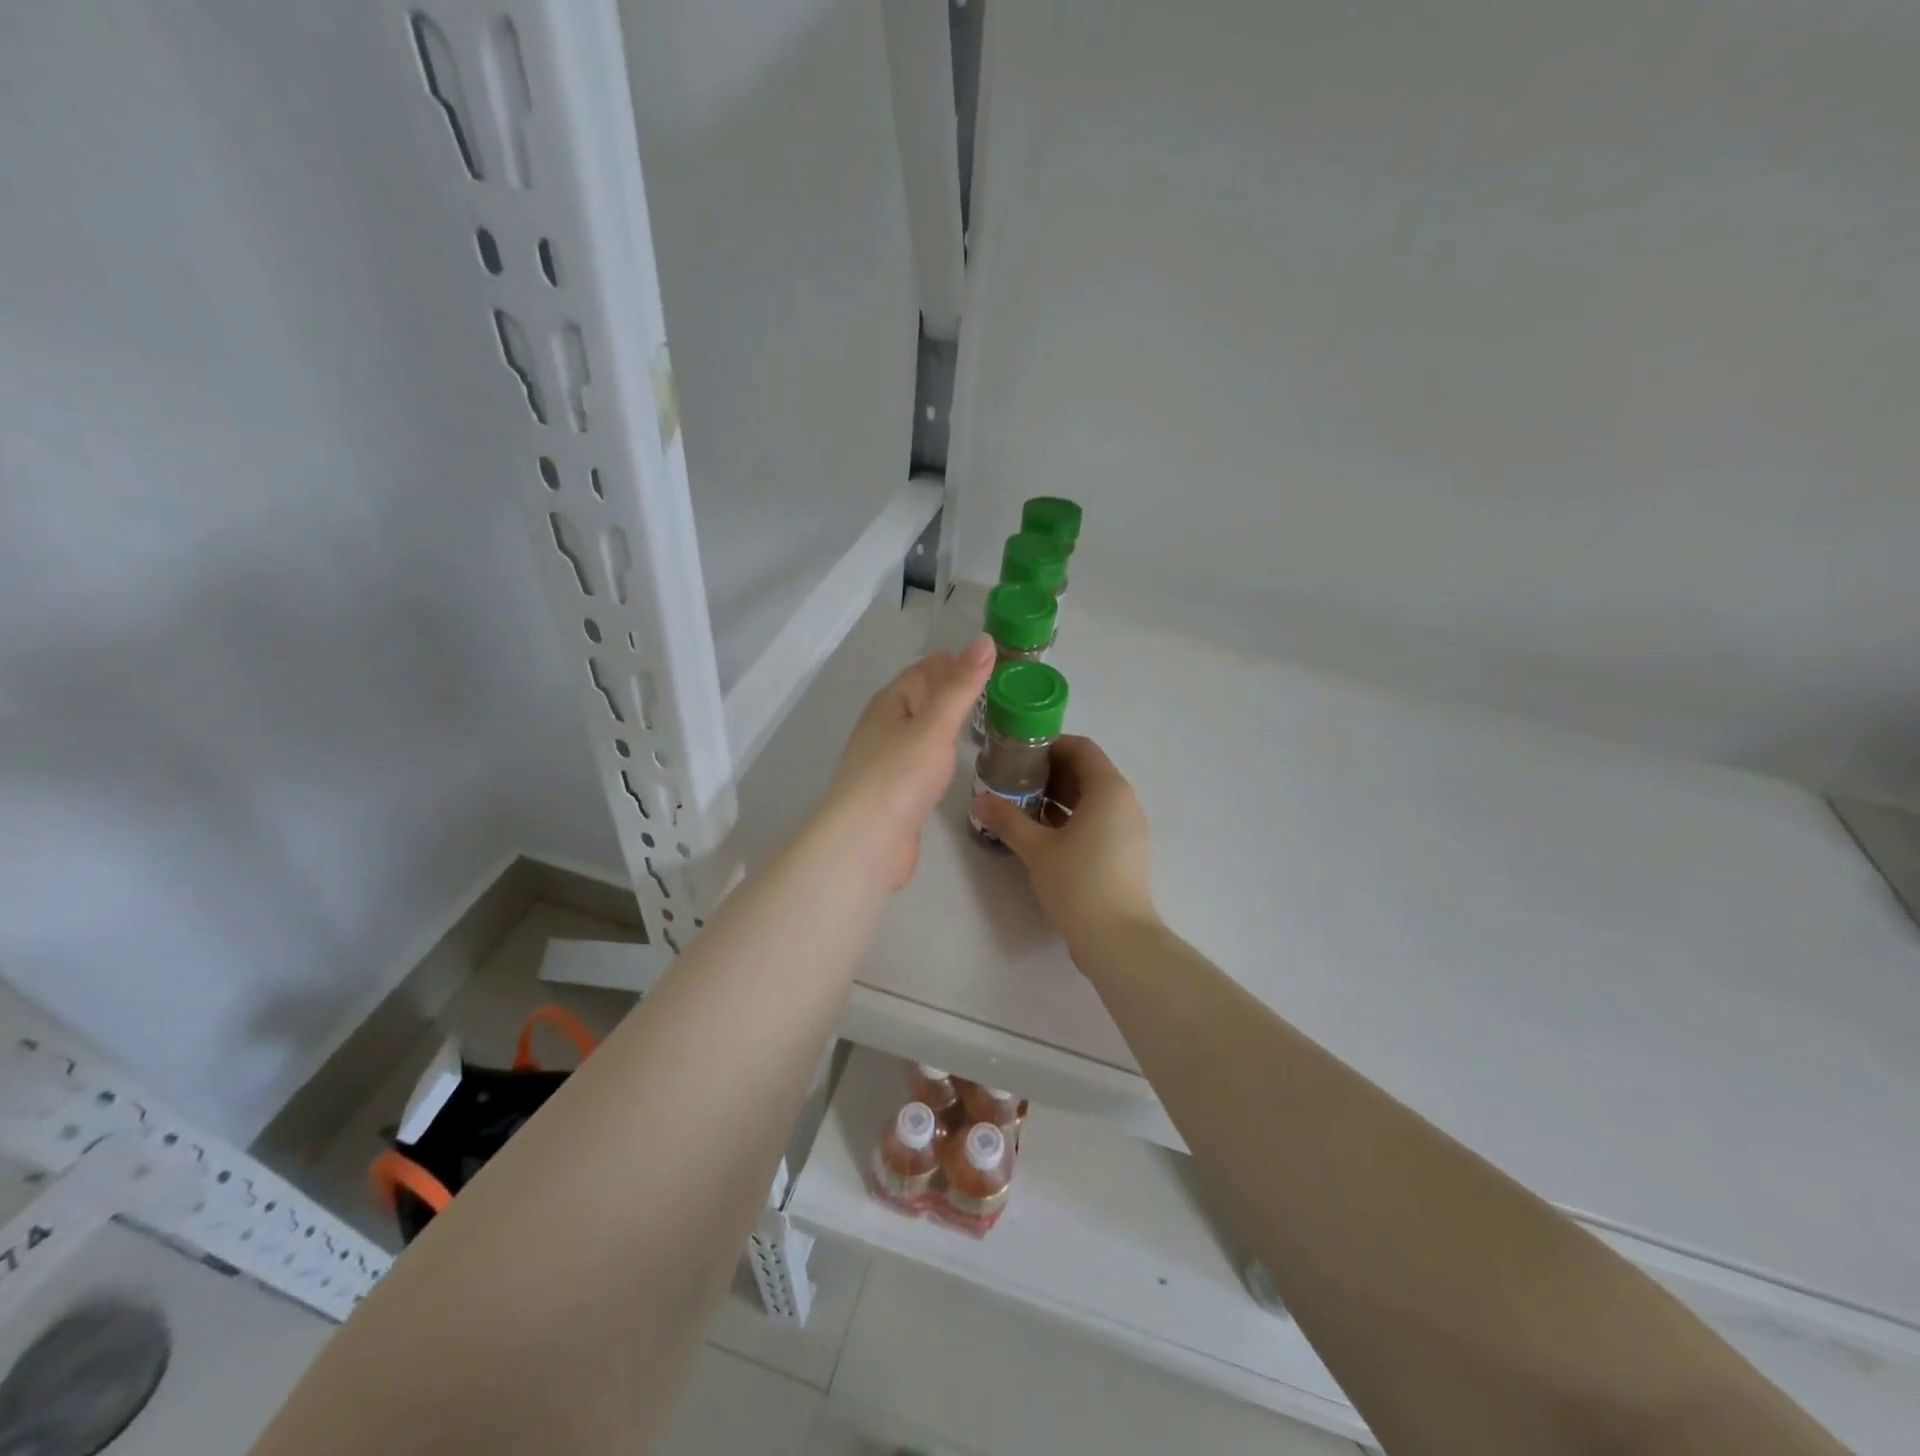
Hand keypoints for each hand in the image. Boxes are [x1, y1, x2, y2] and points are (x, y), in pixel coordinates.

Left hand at [818, 636, 994, 892]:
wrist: (866, 841)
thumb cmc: (900, 775)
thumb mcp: (936, 724)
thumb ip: (962, 686)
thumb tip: (984, 640)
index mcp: (890, 703)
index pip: (924, 670)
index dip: (954, 662)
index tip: (992, 660)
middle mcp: (884, 727)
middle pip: (921, 699)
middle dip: (952, 691)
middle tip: (997, 690)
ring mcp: (887, 761)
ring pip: (921, 731)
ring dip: (946, 723)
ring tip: (985, 721)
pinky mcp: (895, 792)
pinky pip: (921, 760)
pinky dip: (940, 753)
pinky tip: (956, 761)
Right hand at [971, 735, 1157, 948]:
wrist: (1118, 939)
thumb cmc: (1078, 882)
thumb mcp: (1036, 848)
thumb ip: (1007, 820)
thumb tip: (979, 800)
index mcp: (1108, 789)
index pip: (1081, 747)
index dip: (1049, 746)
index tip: (1018, 757)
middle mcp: (1124, 801)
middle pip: (1087, 771)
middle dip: (1050, 772)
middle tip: (1014, 782)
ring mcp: (1129, 828)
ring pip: (1092, 798)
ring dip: (1059, 797)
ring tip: (1023, 807)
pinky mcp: (1126, 851)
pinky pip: (1098, 819)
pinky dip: (1072, 817)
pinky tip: (1044, 834)